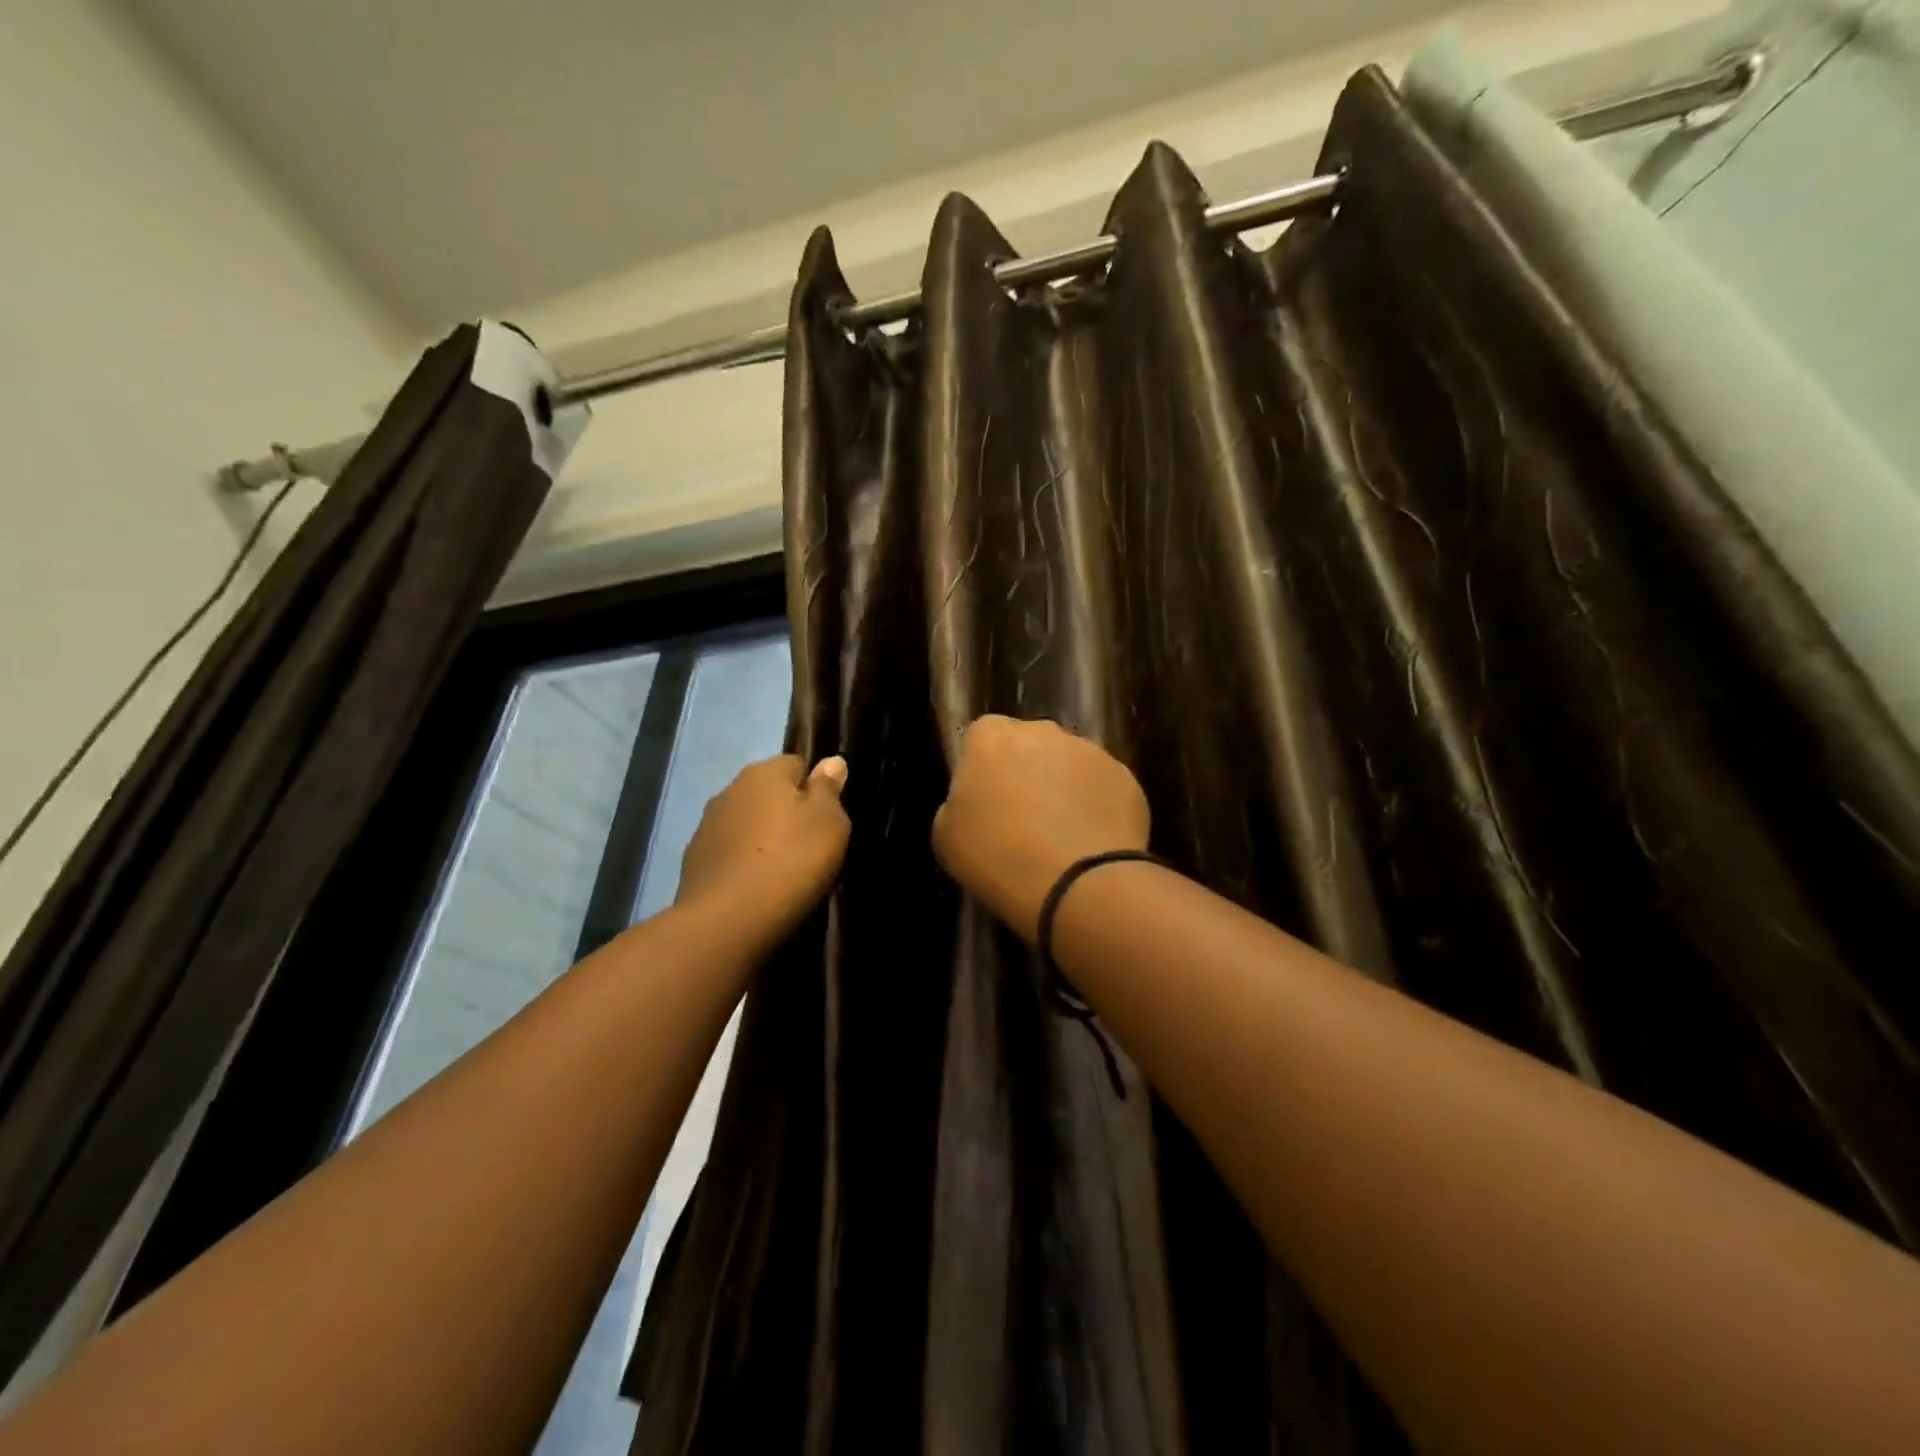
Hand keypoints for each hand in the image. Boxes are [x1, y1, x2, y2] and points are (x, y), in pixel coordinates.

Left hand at [676, 755, 849, 940]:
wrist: (726, 921)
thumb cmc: (790, 862)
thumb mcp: (829, 823)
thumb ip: (829, 790)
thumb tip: (832, 761)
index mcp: (764, 773)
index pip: (796, 763)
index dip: (815, 787)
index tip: (827, 817)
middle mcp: (730, 790)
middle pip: (768, 793)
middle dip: (787, 812)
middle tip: (810, 845)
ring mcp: (707, 826)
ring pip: (746, 823)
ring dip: (763, 838)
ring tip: (784, 870)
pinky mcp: (694, 862)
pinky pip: (730, 853)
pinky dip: (743, 863)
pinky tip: (757, 887)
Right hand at [932, 716, 1148, 940]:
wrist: (1077, 883)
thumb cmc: (997, 856)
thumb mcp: (947, 835)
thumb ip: (959, 803)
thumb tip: (977, 802)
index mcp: (992, 737)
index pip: (983, 737)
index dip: (984, 769)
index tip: (985, 802)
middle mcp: (1043, 731)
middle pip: (1030, 745)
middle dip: (1026, 772)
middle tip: (1023, 819)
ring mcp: (1090, 751)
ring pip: (1070, 765)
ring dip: (1064, 789)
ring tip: (1062, 837)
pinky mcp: (1126, 777)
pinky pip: (1102, 789)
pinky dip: (1097, 809)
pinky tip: (1091, 844)